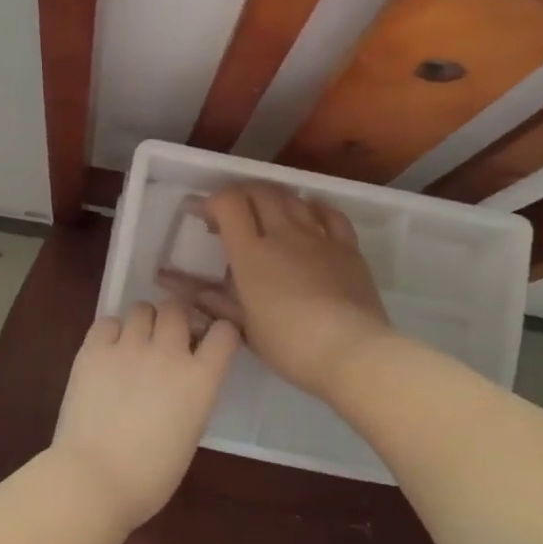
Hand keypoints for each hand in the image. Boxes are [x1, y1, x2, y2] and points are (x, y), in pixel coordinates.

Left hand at [51, 300, 240, 529]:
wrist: (94, 479)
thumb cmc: (150, 475)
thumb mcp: (190, 432)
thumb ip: (192, 395)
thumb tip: (180, 380)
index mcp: (201, 379)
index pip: (225, 332)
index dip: (220, 331)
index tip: (211, 339)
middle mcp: (168, 353)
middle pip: (177, 308)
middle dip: (176, 317)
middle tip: (167, 336)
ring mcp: (128, 348)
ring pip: (142, 308)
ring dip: (144, 321)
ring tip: (136, 342)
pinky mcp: (93, 350)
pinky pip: (107, 322)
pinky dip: (111, 332)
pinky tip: (108, 351)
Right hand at [160, 182, 390, 399]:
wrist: (351, 351)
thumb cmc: (289, 345)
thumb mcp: (245, 328)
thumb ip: (217, 303)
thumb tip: (191, 291)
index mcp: (251, 253)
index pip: (228, 204)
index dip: (213, 201)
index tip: (205, 215)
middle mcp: (284, 234)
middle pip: (260, 192)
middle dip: (241, 194)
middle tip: (233, 212)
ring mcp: (319, 237)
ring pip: (293, 198)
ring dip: (274, 198)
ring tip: (267, 214)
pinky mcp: (348, 247)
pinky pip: (330, 214)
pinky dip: (314, 208)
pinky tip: (309, 215)